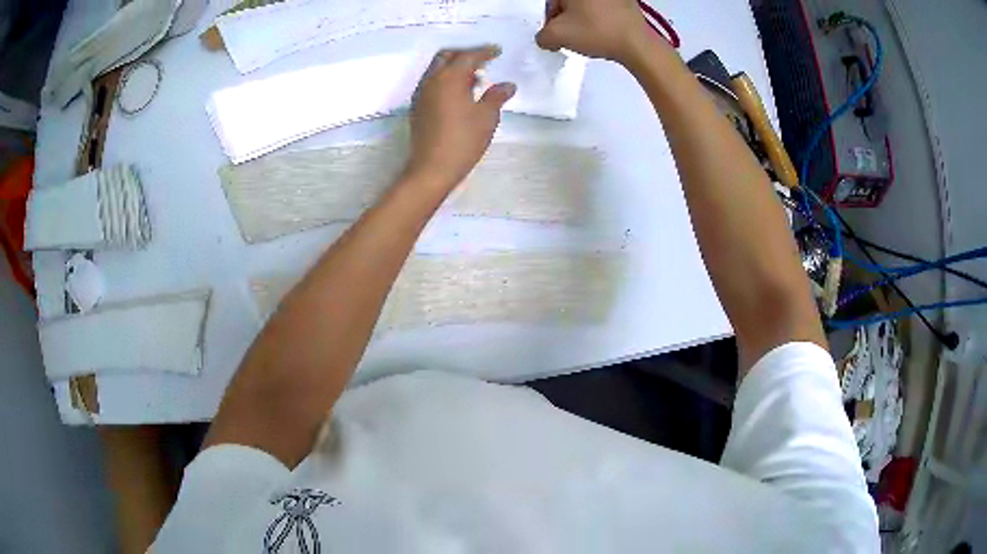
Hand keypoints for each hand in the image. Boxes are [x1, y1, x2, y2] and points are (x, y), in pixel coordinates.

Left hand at [404, 46, 516, 189]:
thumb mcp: (486, 118)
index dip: (484, 52)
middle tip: (483, 60)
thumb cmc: (463, 141)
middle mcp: (431, 81)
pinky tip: (460, 93)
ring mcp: (421, 94)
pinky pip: (432, 82)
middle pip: (446, 56)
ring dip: (454, 66)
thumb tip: (507, 85)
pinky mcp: (418, 107)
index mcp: (449, 78)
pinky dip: (446, 79)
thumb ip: (496, 96)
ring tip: (474, 77)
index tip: (497, 51)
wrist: (432, 168)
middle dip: (465, 53)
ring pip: (436, 69)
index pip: (468, 56)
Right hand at [536, 0, 656, 64]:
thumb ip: (542, 36)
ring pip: (586, 4)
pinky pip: (603, 7)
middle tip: (571, 33)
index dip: (550, 16)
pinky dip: (599, 17)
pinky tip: (602, 31)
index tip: (555, 30)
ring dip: (582, 17)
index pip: (551, 1)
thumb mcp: (557, 36)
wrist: (637, 44)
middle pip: (568, 1)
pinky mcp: (626, 1)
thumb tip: (546, 38)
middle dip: (565, 16)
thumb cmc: (598, 32)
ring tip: (588, 34)